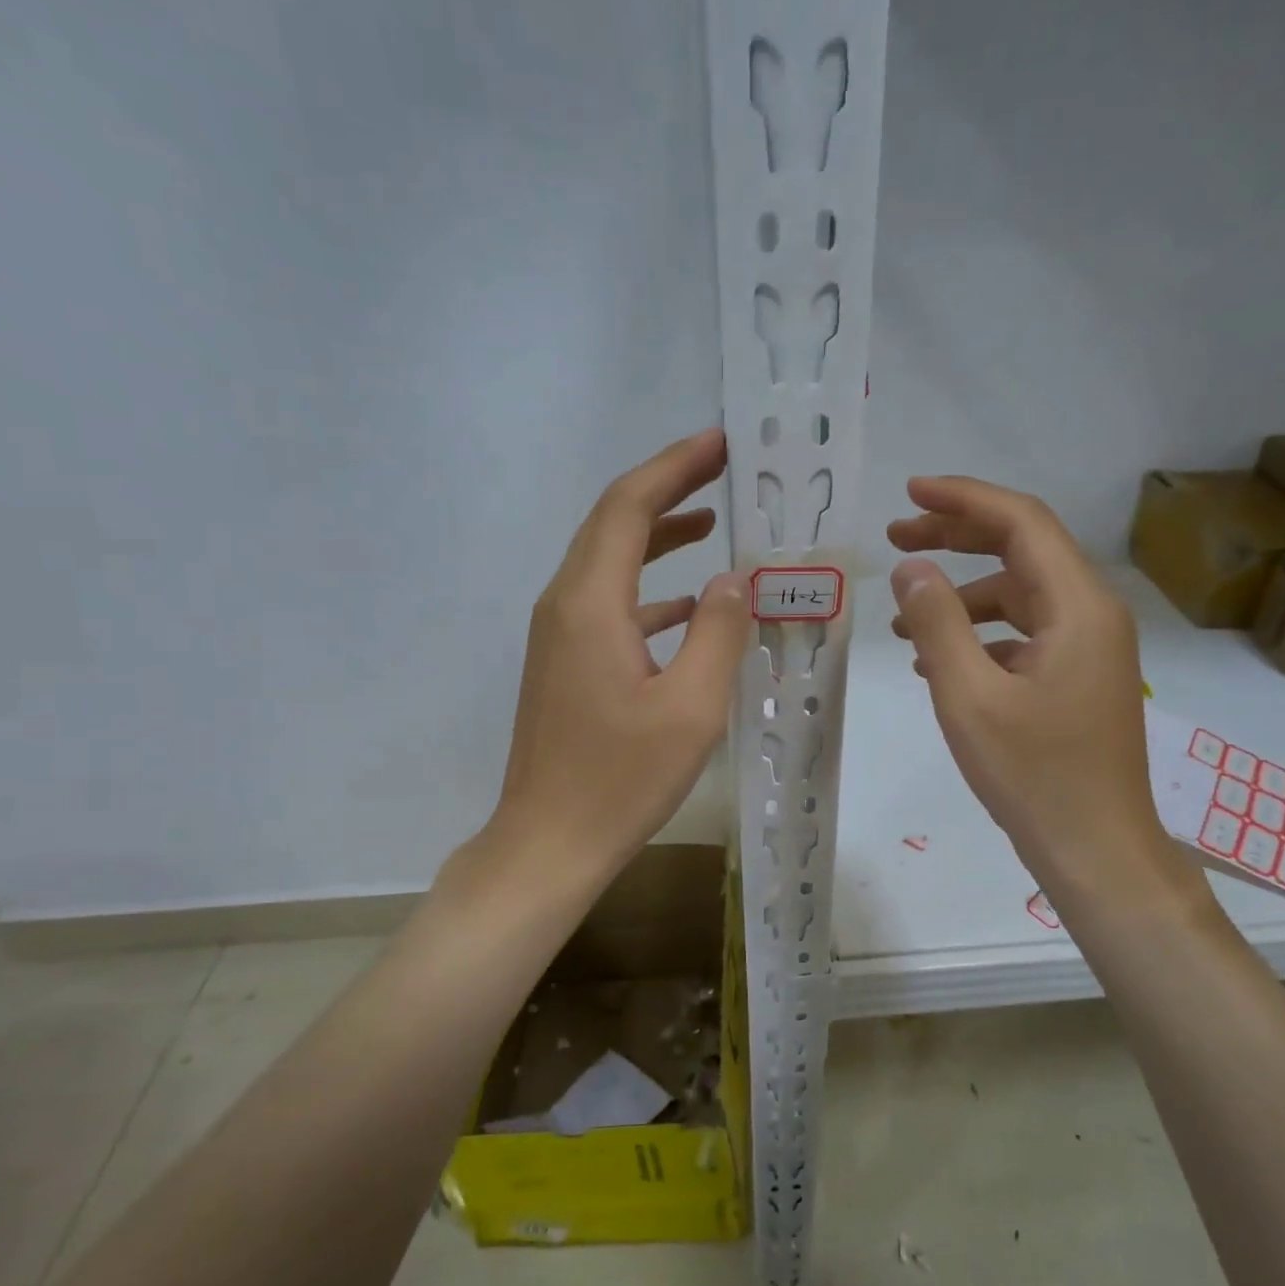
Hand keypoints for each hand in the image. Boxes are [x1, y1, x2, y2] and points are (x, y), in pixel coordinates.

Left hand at [487, 429, 748, 879]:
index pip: (629, 506)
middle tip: (723, 470)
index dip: (674, 467)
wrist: (549, 841)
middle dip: (667, 489)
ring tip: (712, 523)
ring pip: (609, 563)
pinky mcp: (564, 664)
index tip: (722, 444)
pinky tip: (690, 607)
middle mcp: (564, 605)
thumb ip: (719, 633)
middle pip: (613, 523)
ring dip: (658, 538)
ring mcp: (558, 636)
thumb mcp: (690, 707)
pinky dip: (649, 591)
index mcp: (590, 603)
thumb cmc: (621, 779)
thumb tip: (734, 580)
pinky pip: (608, 605)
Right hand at [887, 475, 1172, 894]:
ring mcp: (1088, 650)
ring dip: (962, 597)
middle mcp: (1092, 615)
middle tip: (895, 540)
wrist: (1095, 849)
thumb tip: (911, 567)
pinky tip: (939, 662)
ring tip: (903, 620)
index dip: (963, 500)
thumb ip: (937, 623)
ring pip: (1019, 597)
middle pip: (1021, 552)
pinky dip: (980, 636)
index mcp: (1077, 606)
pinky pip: (1024, 636)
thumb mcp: (969, 697)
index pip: (1021, 523)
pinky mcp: (1076, 680)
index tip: (909, 493)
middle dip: (956, 539)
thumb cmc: (1033, 775)